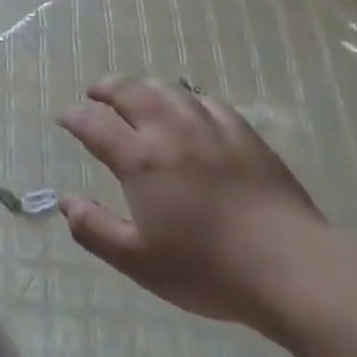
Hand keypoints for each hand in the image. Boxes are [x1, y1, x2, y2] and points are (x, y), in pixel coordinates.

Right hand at [58, 77, 333, 335]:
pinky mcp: (243, 134)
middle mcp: (170, 131)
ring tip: (134, 92)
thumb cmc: (209, 269)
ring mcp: (210, 128)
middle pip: (130, 93)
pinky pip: (206, 102)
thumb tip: (65, 202)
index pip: (95, 124)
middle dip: (106, 89)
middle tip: (94, 93)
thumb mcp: (140, 262)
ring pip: (168, 90)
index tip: (64, 119)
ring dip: (143, 87)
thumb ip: (96, 230)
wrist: (291, 267)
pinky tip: (187, 107)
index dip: (75, 118)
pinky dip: (186, 99)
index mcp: (140, 159)